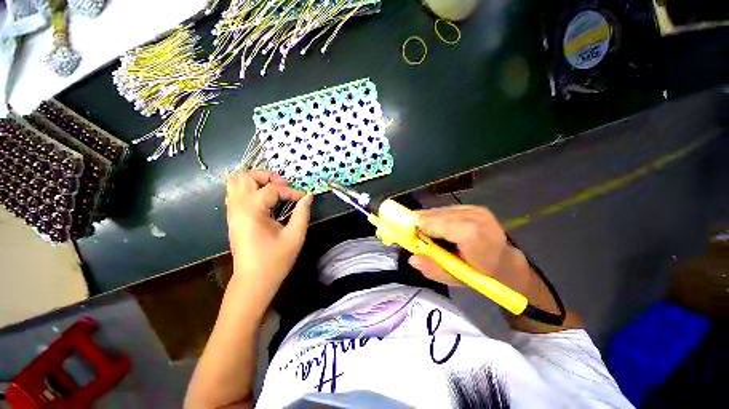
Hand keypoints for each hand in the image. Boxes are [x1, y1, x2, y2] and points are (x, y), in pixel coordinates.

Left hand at [226, 170, 312, 305]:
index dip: (291, 192)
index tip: (302, 199)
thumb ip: (302, 213)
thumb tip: (308, 196)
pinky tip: (264, 199)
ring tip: (274, 189)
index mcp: (252, 211)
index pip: (272, 189)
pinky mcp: (232, 218)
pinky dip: (250, 189)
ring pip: (236, 182)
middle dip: (267, 176)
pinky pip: (235, 193)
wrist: (253, 281)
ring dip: (256, 180)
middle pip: (245, 176)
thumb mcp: (295, 236)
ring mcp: (232, 212)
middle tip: (284, 186)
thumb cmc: (275, 260)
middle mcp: (237, 207)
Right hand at [409, 205, 534, 297]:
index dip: (418, 226)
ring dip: (428, 220)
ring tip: (423, 231)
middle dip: (420, 223)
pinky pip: (447, 210)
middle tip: (411, 233)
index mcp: (471, 234)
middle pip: (435, 215)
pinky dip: (438, 217)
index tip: (405, 233)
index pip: (435, 223)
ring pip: (440, 211)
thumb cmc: (482, 275)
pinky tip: (437, 227)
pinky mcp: (474, 207)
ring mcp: (475, 209)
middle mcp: (473, 216)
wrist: (506, 263)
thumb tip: (412, 258)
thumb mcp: (457, 278)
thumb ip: (434, 269)